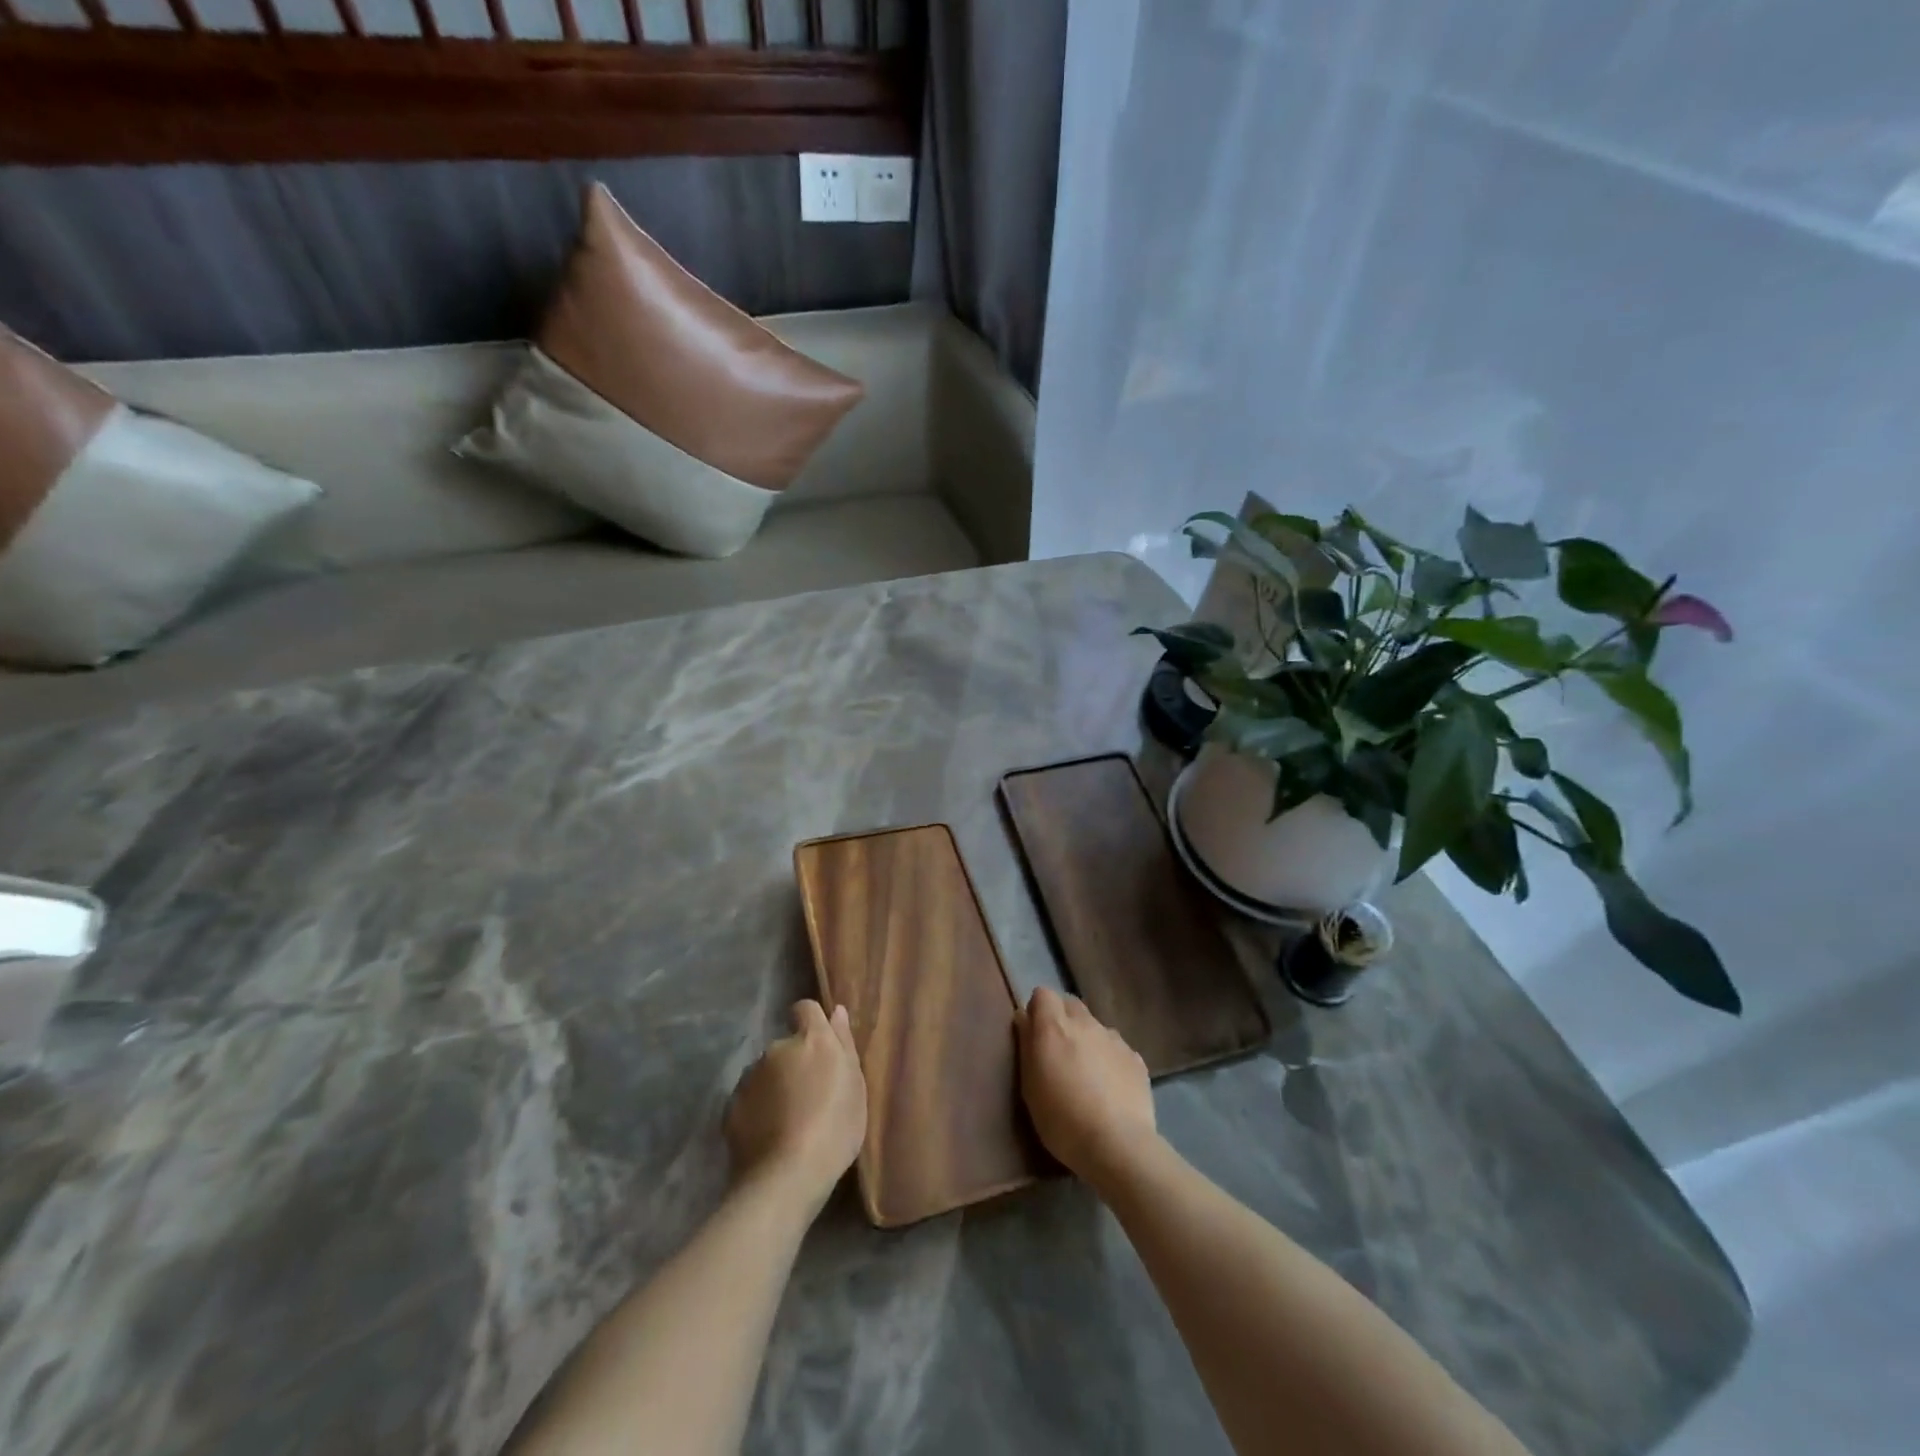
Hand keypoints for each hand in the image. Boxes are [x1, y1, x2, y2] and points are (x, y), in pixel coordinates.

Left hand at [725, 1000, 866, 1214]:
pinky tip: (769, 1136)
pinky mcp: (731, 1106)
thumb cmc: (834, 1128)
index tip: (820, 1047)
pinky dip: (758, 1109)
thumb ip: (844, 1043)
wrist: (786, 1177)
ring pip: (765, 1073)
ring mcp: (749, 1077)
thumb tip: (837, 1010)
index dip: (811, 1022)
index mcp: (811, 1039)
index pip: (805, 1008)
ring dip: (775, 1086)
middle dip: (794, 1063)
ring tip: (788, 1121)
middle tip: (809, 1097)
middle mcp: (776, 1048)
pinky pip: (749, 1099)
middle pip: (786, 1045)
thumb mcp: (855, 1086)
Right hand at [1015, 986, 1156, 1186]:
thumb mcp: (1030, 1086)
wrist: (1117, 1145)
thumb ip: (1027, 1046)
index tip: (1034, 1034)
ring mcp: (1114, 1039)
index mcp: (1054, 1027)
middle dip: (1062, 1019)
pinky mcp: (1135, 1058)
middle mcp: (1085, 1023)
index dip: (1037, 1010)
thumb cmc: (1062, 1119)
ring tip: (1087, 1074)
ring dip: (1087, 1040)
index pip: (1043, 994)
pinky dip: (1109, 1059)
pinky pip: (1116, 1048)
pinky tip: (1110, 1089)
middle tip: (1058, 1053)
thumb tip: (1024, 1019)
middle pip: (1070, 1004)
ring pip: (1095, 1027)